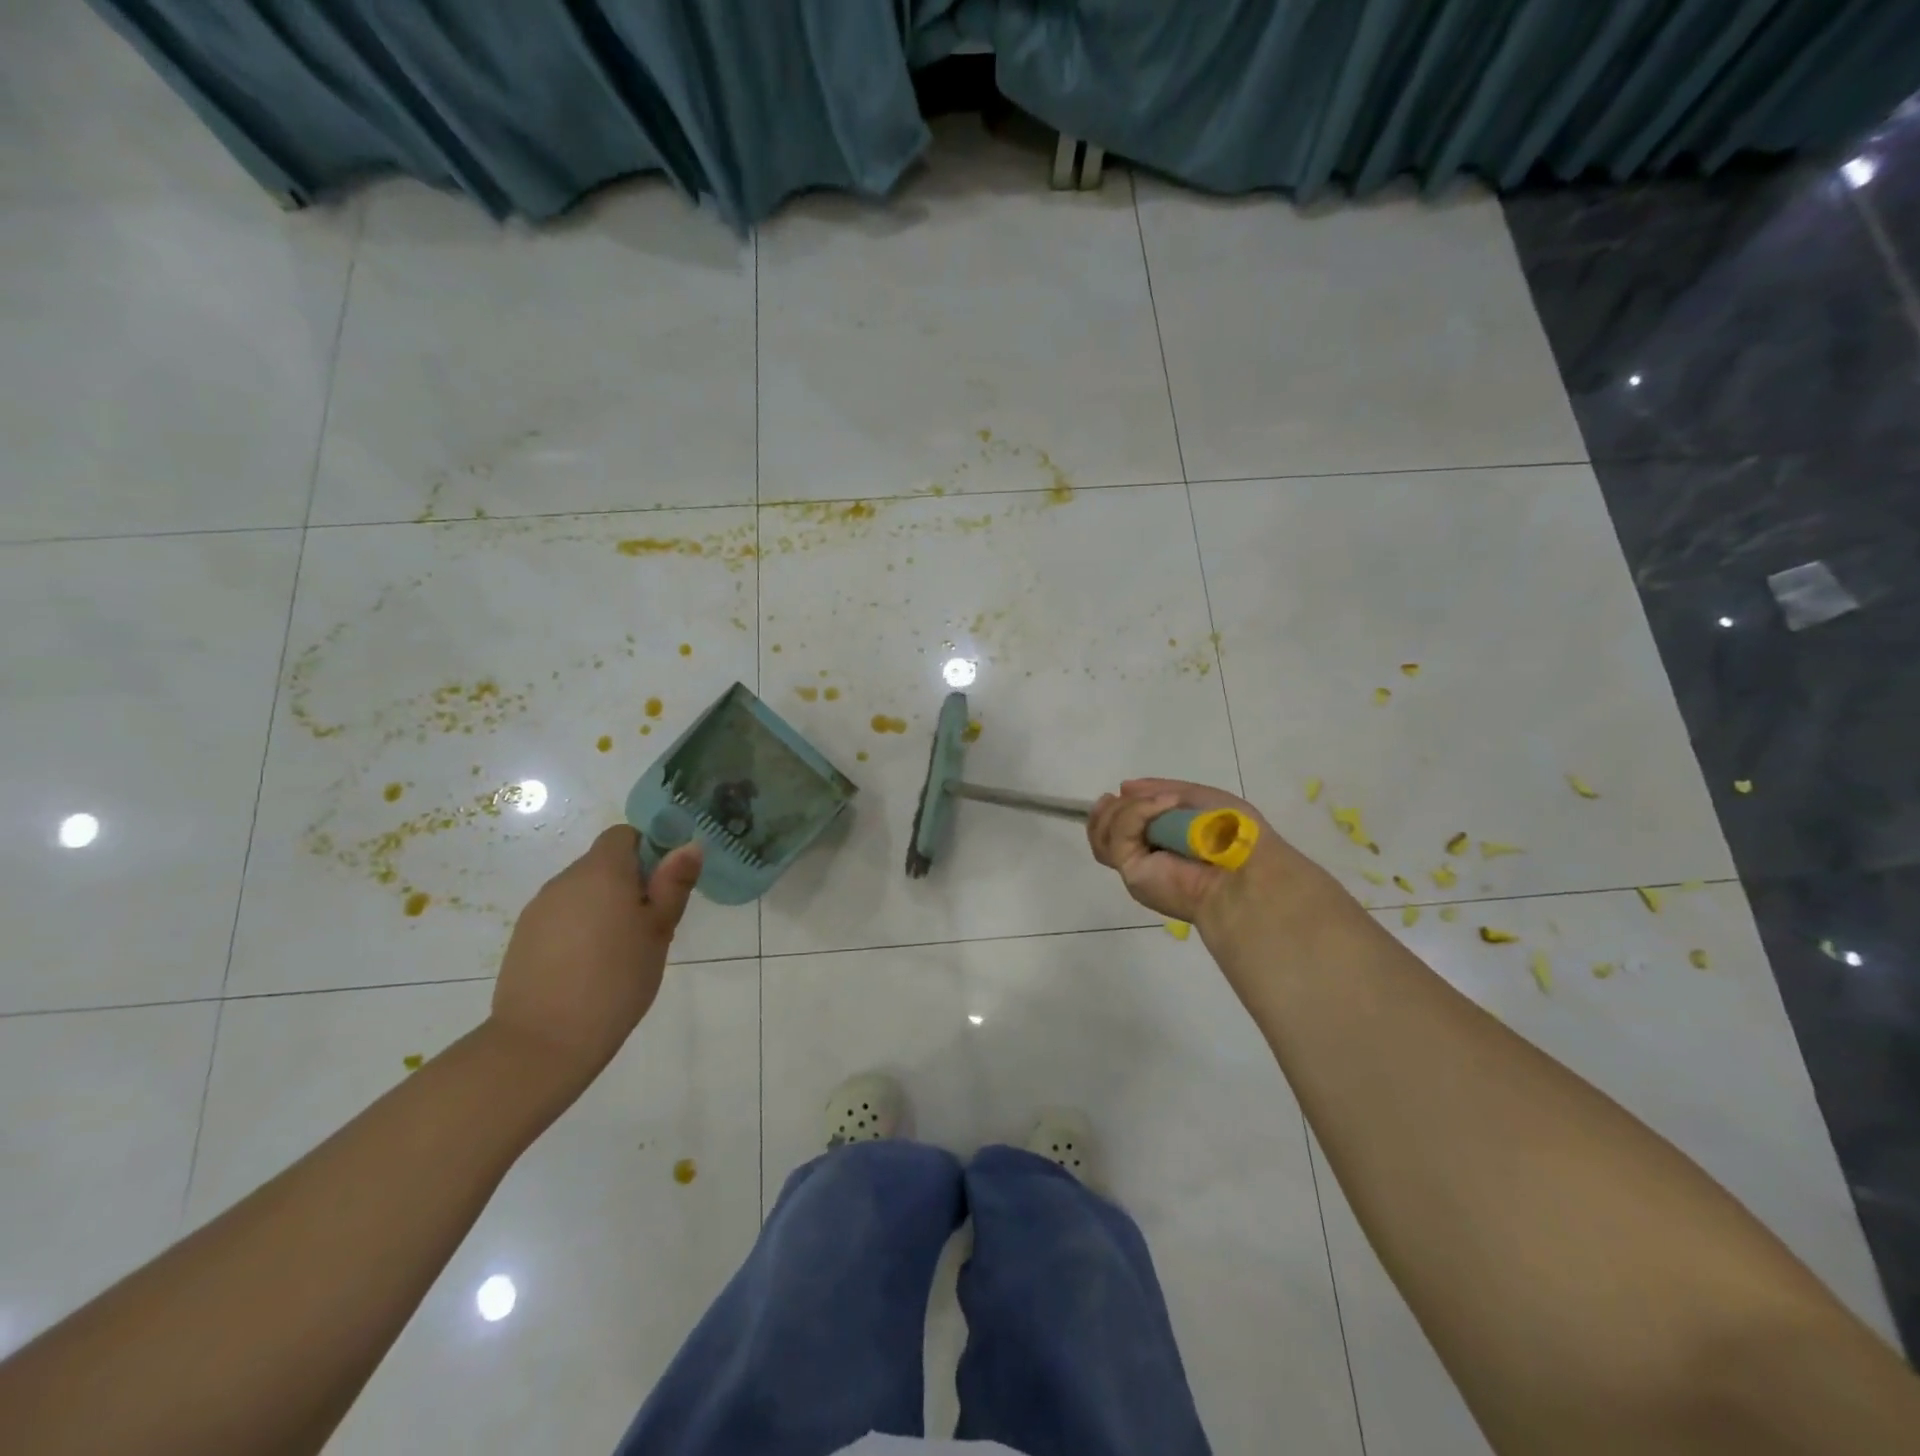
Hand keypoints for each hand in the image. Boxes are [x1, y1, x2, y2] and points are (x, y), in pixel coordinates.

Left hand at [488, 825, 702, 1093]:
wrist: (543, 1041)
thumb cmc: (616, 979)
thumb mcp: (659, 931)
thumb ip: (674, 884)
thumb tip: (689, 845)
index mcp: (602, 871)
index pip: (624, 834)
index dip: (648, 850)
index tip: (663, 886)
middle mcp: (565, 880)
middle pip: (603, 863)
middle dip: (628, 883)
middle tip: (649, 925)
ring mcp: (539, 909)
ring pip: (582, 892)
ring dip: (603, 907)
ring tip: (619, 951)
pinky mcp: (523, 937)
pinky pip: (561, 917)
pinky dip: (579, 929)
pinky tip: (588, 967)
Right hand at [1087, 779, 1337, 945]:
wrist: (1244, 869)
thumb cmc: (1231, 832)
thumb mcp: (1197, 797)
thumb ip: (1159, 790)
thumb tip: (1123, 787)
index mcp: (1159, 841)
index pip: (1117, 826)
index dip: (1114, 808)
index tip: (1122, 791)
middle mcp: (1143, 856)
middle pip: (1101, 831)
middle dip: (1110, 809)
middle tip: (1129, 797)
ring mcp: (1134, 865)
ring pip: (1101, 834)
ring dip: (1123, 809)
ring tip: (1159, 803)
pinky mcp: (1131, 873)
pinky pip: (1118, 836)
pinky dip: (1136, 814)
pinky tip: (1165, 806)